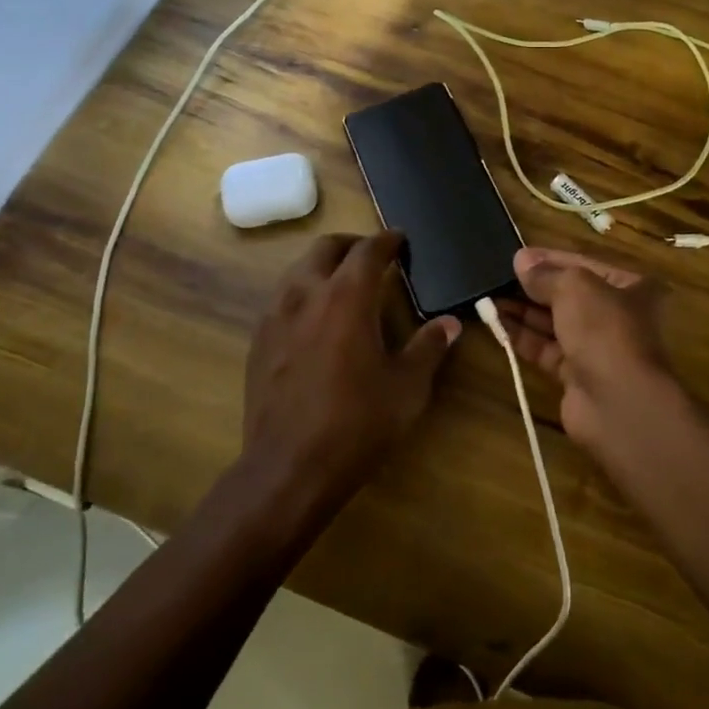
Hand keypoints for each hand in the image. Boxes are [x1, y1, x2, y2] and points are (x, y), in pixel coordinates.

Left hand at [241, 231, 459, 516]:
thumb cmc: (356, 424)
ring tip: (344, 284)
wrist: (288, 468)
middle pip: (325, 248)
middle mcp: (306, 295)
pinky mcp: (258, 341)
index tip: (400, 240)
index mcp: (346, 298)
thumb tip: (450, 323)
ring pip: (298, 270)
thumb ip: (428, 348)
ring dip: (323, 266)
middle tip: (373, 257)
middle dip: (351, 245)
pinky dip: (303, 292)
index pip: (368, 251)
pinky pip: (282, 299)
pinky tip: (316, 320)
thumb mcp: (407, 388)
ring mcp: (275, 317)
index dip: (387, 240)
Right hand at [495, 246, 677, 449]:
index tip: (516, 256)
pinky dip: (522, 337)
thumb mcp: (574, 287)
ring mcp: (596, 348)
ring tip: (487, 298)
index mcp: (629, 287)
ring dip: (522, 311)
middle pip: (567, 295)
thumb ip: (546, 273)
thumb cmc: (604, 329)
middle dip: (533, 287)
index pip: (583, 265)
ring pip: (553, 323)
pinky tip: (495, 324)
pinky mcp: (576, 375)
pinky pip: (545, 349)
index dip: (549, 258)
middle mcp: (616, 315)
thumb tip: (521, 260)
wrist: (617, 402)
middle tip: (496, 277)